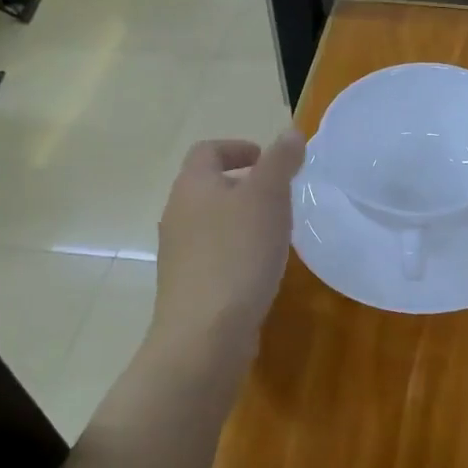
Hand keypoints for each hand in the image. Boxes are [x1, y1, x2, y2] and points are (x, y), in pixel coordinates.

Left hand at [151, 132, 304, 361]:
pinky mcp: (188, 285)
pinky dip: (237, 250)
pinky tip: (261, 268)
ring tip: (276, 232)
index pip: (208, 150)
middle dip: (245, 185)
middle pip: (209, 186)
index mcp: (192, 186)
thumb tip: (289, 133)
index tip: (271, 162)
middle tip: (281, 196)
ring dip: (242, 219)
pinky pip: (214, 254)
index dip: (239, 148)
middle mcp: (177, 214)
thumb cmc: (238, 254)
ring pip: (212, 221)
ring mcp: (179, 253)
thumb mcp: (268, 197)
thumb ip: (280, 161)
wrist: (205, 334)